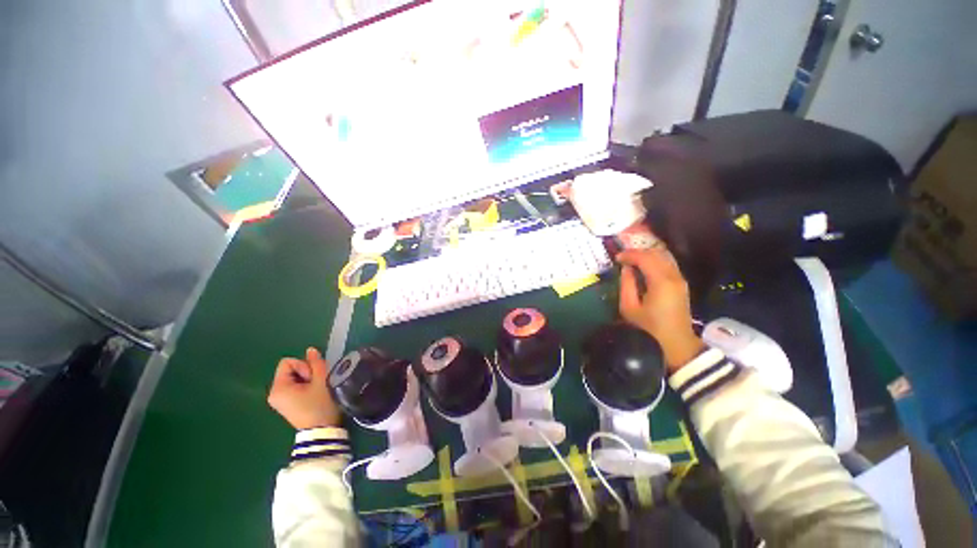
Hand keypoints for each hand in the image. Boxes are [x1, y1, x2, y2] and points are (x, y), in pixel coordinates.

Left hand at [267, 348, 340, 429]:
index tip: (312, 378)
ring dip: (307, 379)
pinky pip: (294, 386)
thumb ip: (316, 363)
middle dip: (306, 372)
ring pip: (294, 377)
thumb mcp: (321, 381)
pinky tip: (313, 394)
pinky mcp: (285, 404)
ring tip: (316, 390)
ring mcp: (279, 400)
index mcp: (278, 388)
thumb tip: (310, 350)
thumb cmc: (320, 405)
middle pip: (290, 369)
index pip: (288, 362)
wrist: (321, 431)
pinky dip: (304, 386)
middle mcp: (274, 393)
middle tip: (316, 384)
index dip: (303, 365)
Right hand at [617, 248, 703, 371]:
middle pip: (656, 254)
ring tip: (631, 261)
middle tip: (622, 258)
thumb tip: (626, 269)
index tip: (616, 258)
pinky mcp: (681, 283)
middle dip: (637, 252)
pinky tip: (643, 268)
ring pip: (663, 257)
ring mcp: (680, 279)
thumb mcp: (629, 308)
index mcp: (661, 282)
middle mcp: (673, 276)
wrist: (676, 341)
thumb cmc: (649, 327)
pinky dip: (654, 261)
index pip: (645, 258)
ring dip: (646, 256)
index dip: (629, 254)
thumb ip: (626, 285)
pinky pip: (667, 264)